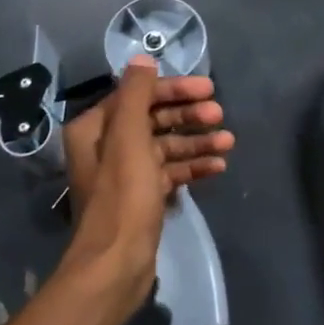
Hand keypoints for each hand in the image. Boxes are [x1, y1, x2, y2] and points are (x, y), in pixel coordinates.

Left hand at [59, 57, 232, 311]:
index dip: (173, 89)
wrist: (116, 264)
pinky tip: (218, 167)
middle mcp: (106, 146)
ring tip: (228, 142)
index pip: (137, 95)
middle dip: (187, 116)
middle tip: (220, 116)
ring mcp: (125, 173)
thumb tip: (142, 59)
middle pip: (153, 119)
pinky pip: (169, 172)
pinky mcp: (141, 197)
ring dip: (196, 142)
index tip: (207, 89)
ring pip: (165, 147)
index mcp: (95, 128)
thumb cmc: (123, 197)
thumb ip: (136, 95)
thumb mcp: (129, 138)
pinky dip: (192, 167)